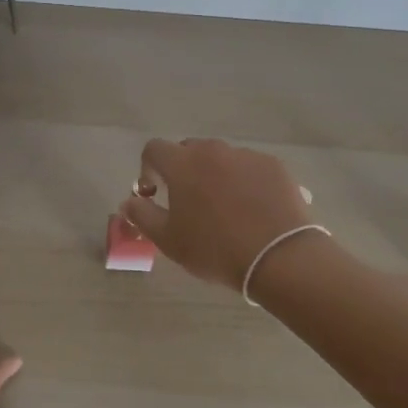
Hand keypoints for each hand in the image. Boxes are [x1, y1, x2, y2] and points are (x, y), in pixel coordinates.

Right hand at [120, 138, 316, 290]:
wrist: (280, 257)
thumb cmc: (215, 249)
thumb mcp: (168, 240)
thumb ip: (142, 216)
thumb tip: (128, 202)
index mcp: (182, 164)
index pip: (153, 150)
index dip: (148, 169)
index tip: (154, 194)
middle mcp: (213, 150)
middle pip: (188, 150)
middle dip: (182, 170)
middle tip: (188, 202)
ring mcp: (247, 155)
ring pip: (221, 158)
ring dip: (214, 175)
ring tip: (225, 208)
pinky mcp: (275, 166)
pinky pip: (250, 168)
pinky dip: (245, 181)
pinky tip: (253, 210)